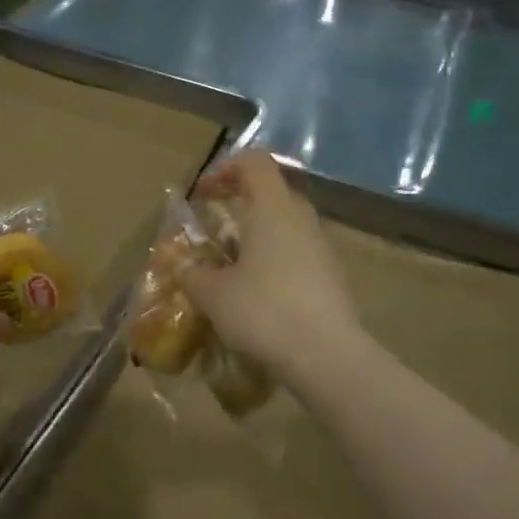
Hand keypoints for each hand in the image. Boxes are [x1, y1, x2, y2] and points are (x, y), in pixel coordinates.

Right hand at [181, 150, 362, 386]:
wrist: (326, 356)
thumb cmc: (263, 310)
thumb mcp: (212, 293)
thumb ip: (193, 273)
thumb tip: (186, 267)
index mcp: (272, 208)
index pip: (254, 162)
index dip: (224, 169)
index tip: (202, 195)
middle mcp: (301, 219)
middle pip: (272, 193)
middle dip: (240, 206)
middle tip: (215, 231)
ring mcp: (322, 248)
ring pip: (286, 227)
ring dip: (258, 238)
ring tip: (232, 268)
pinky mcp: (332, 277)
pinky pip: (298, 256)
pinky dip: (275, 263)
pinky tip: (258, 296)